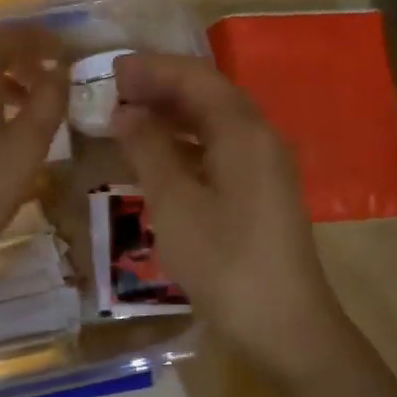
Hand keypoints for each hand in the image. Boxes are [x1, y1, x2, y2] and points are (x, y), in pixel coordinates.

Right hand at [110, 52, 347, 386]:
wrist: (286, 327)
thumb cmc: (225, 262)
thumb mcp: (175, 204)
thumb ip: (148, 149)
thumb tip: (125, 112)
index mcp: (244, 131)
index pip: (195, 78)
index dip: (152, 69)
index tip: (110, 70)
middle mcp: (260, 137)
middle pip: (208, 94)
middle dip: (161, 87)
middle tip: (114, 89)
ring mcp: (265, 165)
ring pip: (215, 121)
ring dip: (173, 113)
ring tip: (129, 115)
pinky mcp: (262, 190)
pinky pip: (220, 147)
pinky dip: (187, 142)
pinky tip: (159, 155)